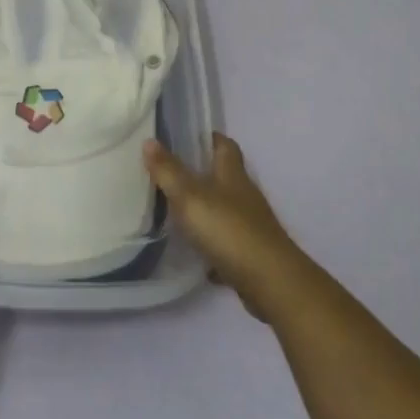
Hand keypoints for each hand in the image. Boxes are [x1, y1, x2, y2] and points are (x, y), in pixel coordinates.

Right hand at [144, 134, 310, 322]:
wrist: (269, 281)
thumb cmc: (228, 229)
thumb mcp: (190, 196)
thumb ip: (168, 171)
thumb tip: (149, 140)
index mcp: (233, 175)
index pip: (225, 145)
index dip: (210, 138)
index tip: (188, 137)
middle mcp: (244, 196)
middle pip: (225, 176)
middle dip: (202, 173)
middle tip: (171, 172)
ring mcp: (250, 225)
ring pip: (225, 209)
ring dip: (206, 208)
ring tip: (176, 210)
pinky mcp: (250, 253)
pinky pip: (227, 242)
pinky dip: (212, 244)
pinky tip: (194, 252)